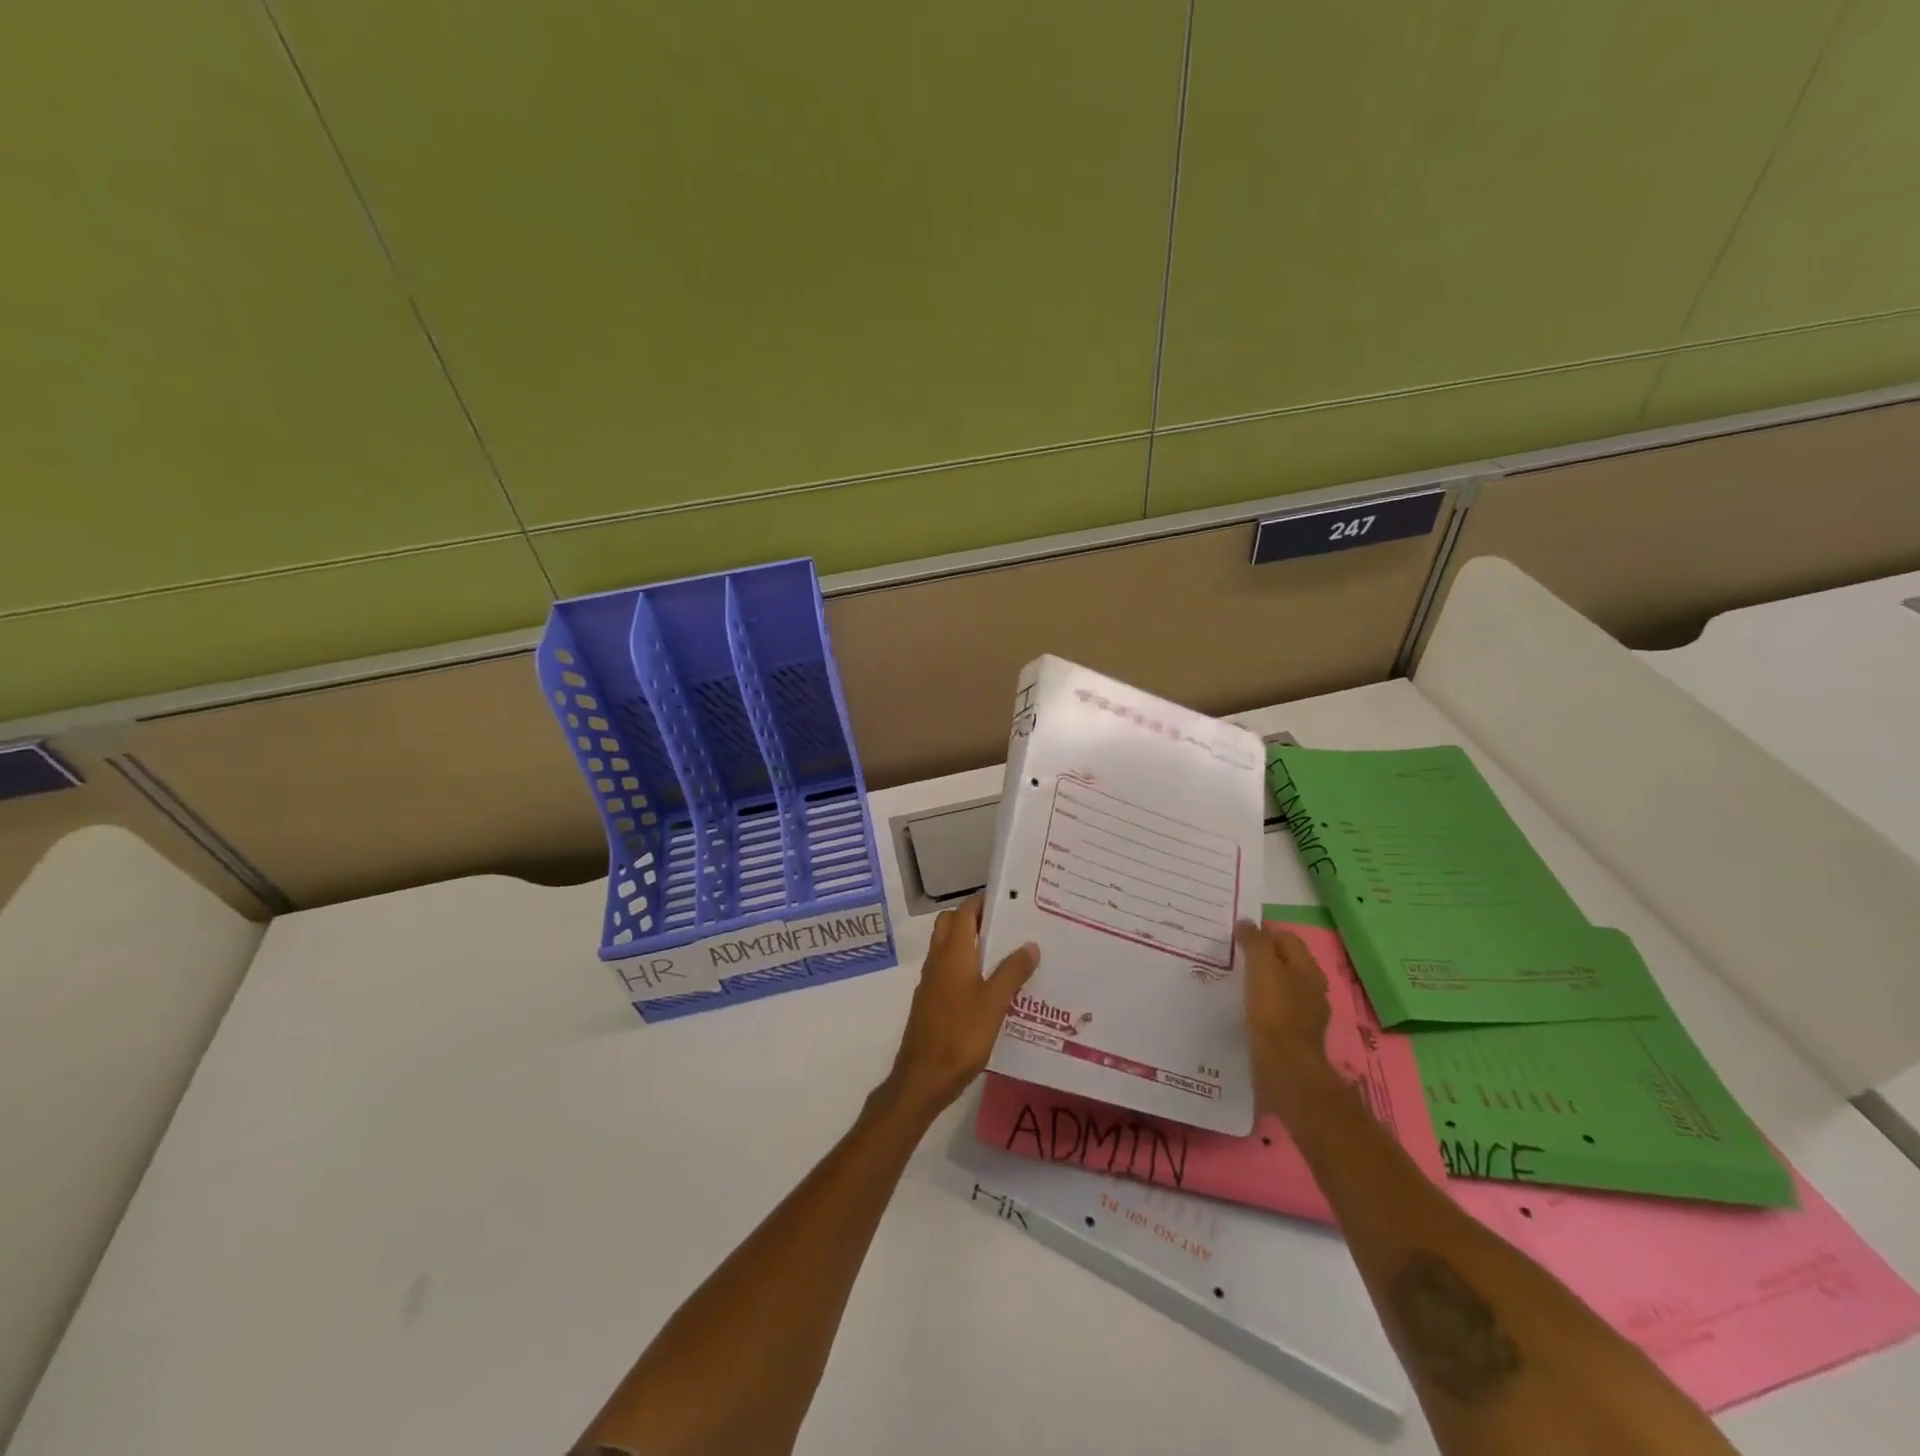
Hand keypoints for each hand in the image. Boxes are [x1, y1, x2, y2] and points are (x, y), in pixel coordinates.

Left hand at [882, 894, 1039, 1120]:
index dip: (985, 902)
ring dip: (974, 944)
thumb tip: (1030, 944)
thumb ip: (1012, 971)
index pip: (965, 911)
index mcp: (953, 952)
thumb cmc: (960, 1035)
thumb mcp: (994, 1003)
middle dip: (978, 919)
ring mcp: (933, 980)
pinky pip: (951, 969)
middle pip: (953, 924)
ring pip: (951, 947)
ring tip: (1009, 954)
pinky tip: (994, 986)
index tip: (1012, 902)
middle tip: (1010, 927)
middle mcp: (939, 959)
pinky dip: (969, 966)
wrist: (923, 1078)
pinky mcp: (933, 1000)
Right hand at [1236, 920, 1334, 1120]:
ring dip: (1264, 981)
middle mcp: (1313, 988)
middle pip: (1287, 962)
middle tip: (1235, 956)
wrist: (1285, 1066)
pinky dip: (1265, 1003)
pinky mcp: (1296, 1035)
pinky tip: (1248, 1009)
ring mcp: (1307, 1014)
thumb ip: (1255, 942)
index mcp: (1308, 968)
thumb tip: (1246, 922)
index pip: (1287, 938)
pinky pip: (1279, 1009)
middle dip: (1264, 956)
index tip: (1238, 935)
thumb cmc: (1274, 1010)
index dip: (1264, 932)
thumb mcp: (1261, 967)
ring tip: (1238, 981)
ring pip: (1284, 986)